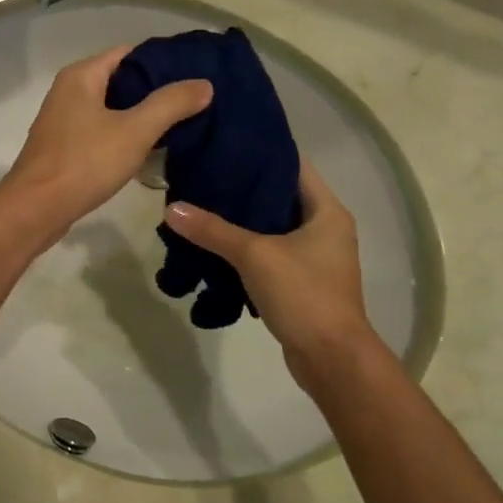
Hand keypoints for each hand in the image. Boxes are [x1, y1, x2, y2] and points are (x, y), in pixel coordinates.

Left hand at [0, 45, 211, 244]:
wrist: (35, 210)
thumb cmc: (83, 163)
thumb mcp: (134, 131)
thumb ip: (170, 104)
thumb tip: (204, 84)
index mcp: (81, 75)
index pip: (130, 53)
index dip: (163, 61)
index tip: (196, 72)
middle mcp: (68, 91)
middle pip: (121, 80)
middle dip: (156, 90)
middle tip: (195, 100)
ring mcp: (64, 121)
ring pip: (111, 109)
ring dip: (141, 115)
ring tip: (182, 122)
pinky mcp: (64, 148)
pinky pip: (101, 132)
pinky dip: (124, 136)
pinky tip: (149, 149)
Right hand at [164, 159, 385, 387]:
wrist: (331, 358)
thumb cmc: (304, 294)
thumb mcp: (255, 255)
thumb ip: (213, 230)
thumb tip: (171, 208)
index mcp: (326, 211)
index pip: (293, 166)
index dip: (261, 153)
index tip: (225, 145)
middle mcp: (325, 228)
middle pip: (279, 196)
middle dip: (243, 188)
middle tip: (204, 175)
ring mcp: (314, 257)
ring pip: (272, 227)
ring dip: (242, 221)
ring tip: (202, 206)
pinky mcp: (301, 281)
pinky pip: (270, 253)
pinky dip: (246, 248)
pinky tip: (214, 245)